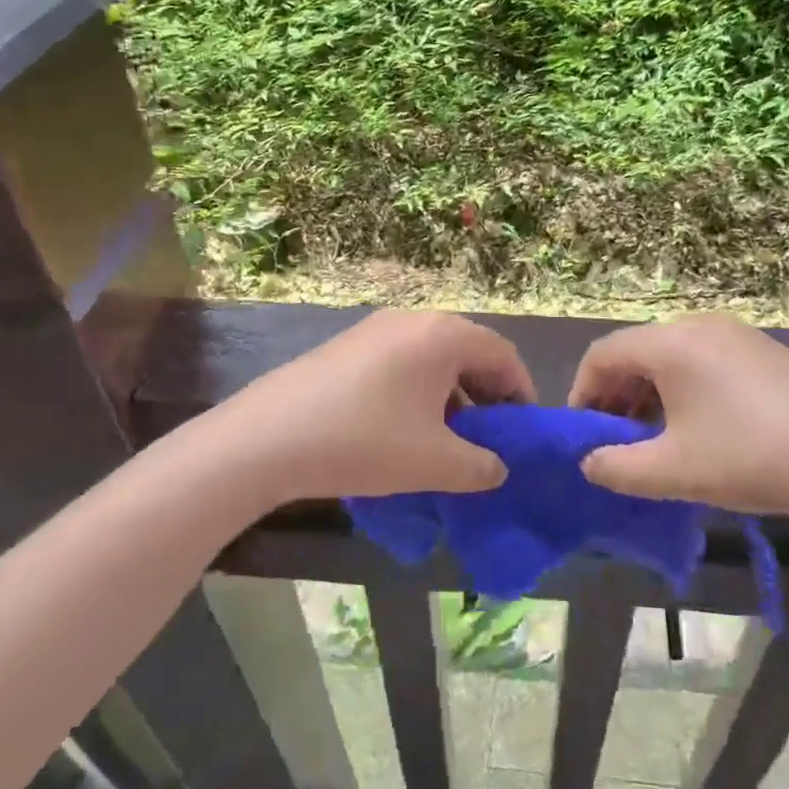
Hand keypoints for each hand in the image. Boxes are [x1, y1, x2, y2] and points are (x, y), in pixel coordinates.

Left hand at [200, 310, 534, 506]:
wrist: (267, 439)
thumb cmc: (365, 442)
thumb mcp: (434, 463)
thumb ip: (481, 466)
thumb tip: (497, 468)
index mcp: (443, 335)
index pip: (503, 355)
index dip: (521, 394)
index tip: (522, 434)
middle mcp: (411, 320)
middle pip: (467, 352)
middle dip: (484, 396)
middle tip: (486, 440)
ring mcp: (373, 329)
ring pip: (431, 359)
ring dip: (449, 396)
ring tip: (444, 441)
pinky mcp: (344, 347)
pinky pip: (399, 363)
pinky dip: (415, 392)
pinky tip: (401, 431)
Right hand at [569, 314, 788, 529]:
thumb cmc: (753, 457)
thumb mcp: (674, 471)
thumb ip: (617, 468)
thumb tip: (588, 463)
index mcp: (670, 343)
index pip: (602, 355)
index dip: (582, 393)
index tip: (582, 434)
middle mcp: (698, 325)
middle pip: (636, 352)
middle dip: (615, 396)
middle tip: (614, 441)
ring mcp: (736, 335)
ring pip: (670, 357)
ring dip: (648, 395)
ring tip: (652, 439)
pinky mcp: (763, 351)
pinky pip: (702, 361)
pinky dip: (681, 389)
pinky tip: (696, 429)